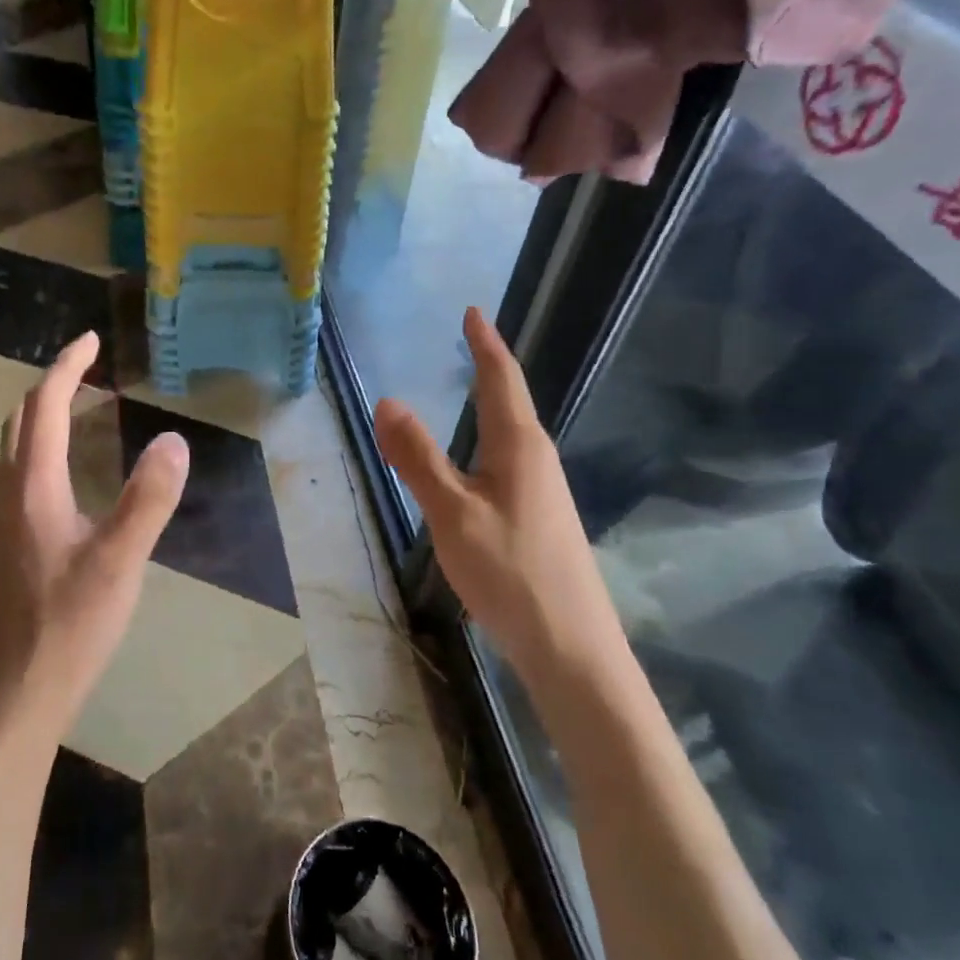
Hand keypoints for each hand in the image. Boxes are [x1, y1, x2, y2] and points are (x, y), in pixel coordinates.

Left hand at [0, 331, 190, 745]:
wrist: (12, 701)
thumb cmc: (65, 628)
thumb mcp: (118, 562)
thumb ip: (148, 500)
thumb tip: (174, 439)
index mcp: (34, 488)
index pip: (45, 407)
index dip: (67, 367)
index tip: (91, 339)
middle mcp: (12, 497)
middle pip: (21, 422)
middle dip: (51, 386)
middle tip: (86, 370)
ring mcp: (6, 526)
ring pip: (18, 452)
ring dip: (44, 419)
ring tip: (80, 410)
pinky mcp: (11, 552)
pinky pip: (24, 479)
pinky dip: (45, 452)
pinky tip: (69, 481)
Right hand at [373, 308, 625, 677]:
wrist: (572, 648)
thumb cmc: (510, 572)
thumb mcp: (452, 512)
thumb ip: (418, 457)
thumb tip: (387, 401)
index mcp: (519, 446)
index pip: (501, 379)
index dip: (485, 343)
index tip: (473, 312)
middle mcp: (537, 459)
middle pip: (511, 400)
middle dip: (488, 367)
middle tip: (466, 340)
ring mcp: (543, 490)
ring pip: (511, 433)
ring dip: (489, 403)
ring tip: (467, 388)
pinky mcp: (540, 516)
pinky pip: (508, 459)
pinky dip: (487, 439)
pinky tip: (476, 459)